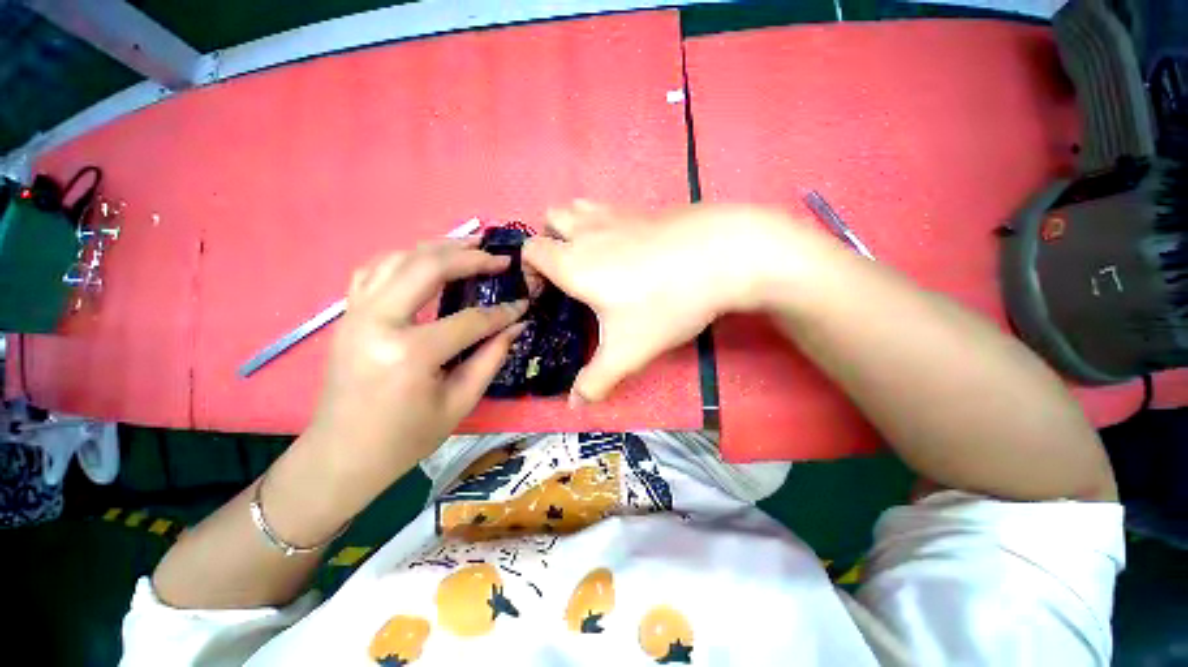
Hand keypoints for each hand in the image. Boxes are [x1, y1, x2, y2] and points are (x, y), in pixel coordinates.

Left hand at [305, 239, 527, 480]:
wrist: (342, 455)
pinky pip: (375, 270)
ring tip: (470, 245)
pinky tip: (427, 259)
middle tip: (499, 258)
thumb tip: (516, 326)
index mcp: (410, 353)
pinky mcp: (348, 315)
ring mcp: (356, 314)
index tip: (524, 304)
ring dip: (438, 248)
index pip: (469, 320)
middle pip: (428, 268)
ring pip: (398, 259)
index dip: (502, 313)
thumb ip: (491, 358)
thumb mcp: (460, 402)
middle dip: (470, 258)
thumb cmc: (405, 438)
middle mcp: (378, 322)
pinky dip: (405, 257)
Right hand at [522, 201, 837, 402]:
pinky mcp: (643, 209)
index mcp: (573, 262)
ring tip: (591, 258)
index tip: (544, 294)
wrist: (724, 255)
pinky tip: (627, 251)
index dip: (528, 271)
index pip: (530, 251)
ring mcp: (617, 214)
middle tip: (566, 274)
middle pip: (549, 220)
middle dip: (548, 243)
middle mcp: (588, 232)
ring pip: (577, 209)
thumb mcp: (628, 351)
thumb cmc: (665, 303)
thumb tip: (573, 407)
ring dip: (573, 228)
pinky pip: (608, 210)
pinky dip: (603, 225)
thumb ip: (596, 381)